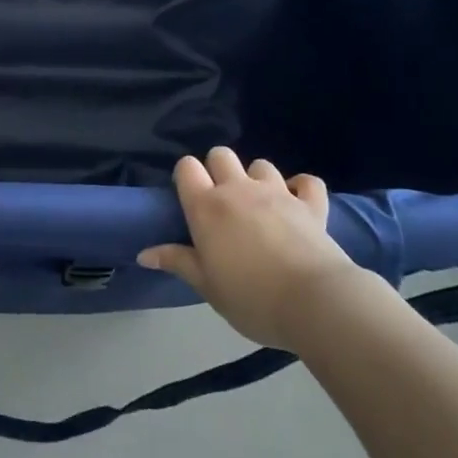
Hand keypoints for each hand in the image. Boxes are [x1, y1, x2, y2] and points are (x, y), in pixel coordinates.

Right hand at [137, 147, 359, 350]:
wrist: (313, 302)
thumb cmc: (251, 298)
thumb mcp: (207, 286)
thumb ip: (177, 262)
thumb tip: (144, 253)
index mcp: (207, 207)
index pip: (187, 167)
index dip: (186, 176)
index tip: (189, 198)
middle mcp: (238, 189)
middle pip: (221, 155)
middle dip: (218, 169)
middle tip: (222, 202)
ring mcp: (277, 192)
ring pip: (261, 164)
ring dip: (256, 178)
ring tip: (259, 205)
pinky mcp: (311, 204)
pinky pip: (307, 181)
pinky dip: (302, 187)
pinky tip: (298, 200)